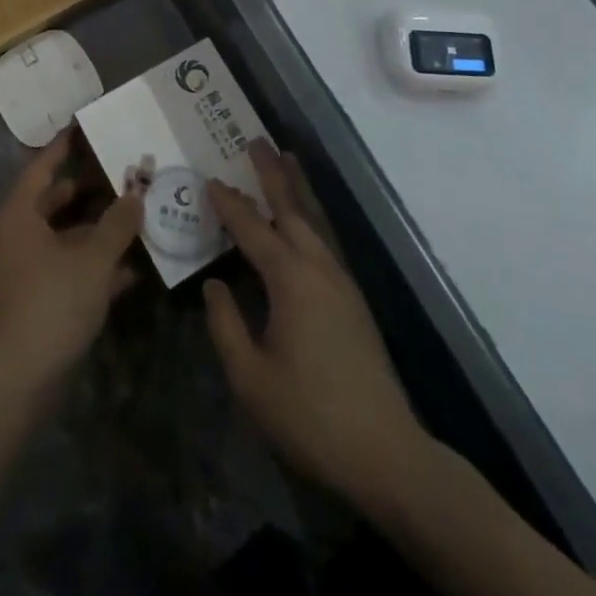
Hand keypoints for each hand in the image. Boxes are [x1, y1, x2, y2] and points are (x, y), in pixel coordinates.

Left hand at [0, 133, 141, 400]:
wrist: (16, 381)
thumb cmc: (51, 303)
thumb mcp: (93, 259)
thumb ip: (118, 223)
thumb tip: (137, 193)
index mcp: (18, 214)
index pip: (42, 167)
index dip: (64, 147)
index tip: (86, 127)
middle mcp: (14, 235)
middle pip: (53, 201)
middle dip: (90, 190)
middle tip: (123, 175)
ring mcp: (21, 269)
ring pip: (63, 238)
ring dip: (97, 232)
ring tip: (137, 219)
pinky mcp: (32, 300)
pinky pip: (64, 269)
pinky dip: (92, 266)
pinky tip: (130, 271)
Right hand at [203, 140, 429, 516]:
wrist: (386, 454)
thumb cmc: (310, 416)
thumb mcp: (251, 378)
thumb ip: (226, 325)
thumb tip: (215, 284)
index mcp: (290, 280)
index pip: (252, 229)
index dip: (228, 204)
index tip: (209, 179)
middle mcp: (318, 268)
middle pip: (292, 208)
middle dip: (272, 173)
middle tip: (256, 140)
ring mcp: (341, 283)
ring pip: (314, 221)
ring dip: (297, 188)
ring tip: (286, 159)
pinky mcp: (353, 300)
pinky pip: (325, 241)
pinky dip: (310, 217)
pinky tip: (304, 222)